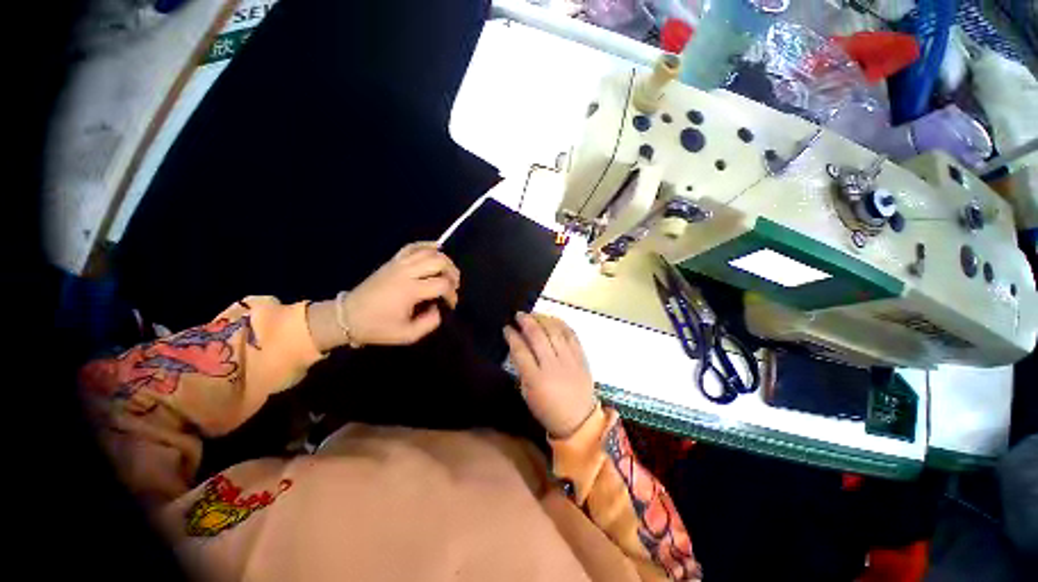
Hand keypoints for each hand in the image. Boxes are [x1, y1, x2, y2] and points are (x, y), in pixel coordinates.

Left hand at [342, 242, 460, 345]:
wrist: (347, 316)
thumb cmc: (378, 327)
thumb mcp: (407, 335)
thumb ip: (429, 323)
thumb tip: (438, 308)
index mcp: (410, 290)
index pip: (442, 284)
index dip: (452, 294)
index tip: (450, 305)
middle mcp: (406, 272)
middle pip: (439, 262)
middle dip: (452, 273)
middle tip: (453, 286)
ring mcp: (398, 264)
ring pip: (429, 252)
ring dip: (444, 260)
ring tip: (448, 272)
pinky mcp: (393, 261)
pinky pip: (412, 246)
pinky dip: (427, 245)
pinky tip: (437, 248)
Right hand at [504, 313, 597, 438]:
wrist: (579, 419)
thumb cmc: (548, 408)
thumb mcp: (528, 393)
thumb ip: (522, 369)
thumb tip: (517, 346)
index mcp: (536, 379)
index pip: (521, 351)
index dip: (512, 336)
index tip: (507, 328)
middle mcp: (553, 366)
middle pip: (538, 336)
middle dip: (526, 322)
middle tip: (519, 315)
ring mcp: (569, 360)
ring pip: (555, 332)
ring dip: (543, 319)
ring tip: (534, 314)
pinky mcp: (581, 357)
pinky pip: (571, 334)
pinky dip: (561, 324)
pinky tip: (552, 319)